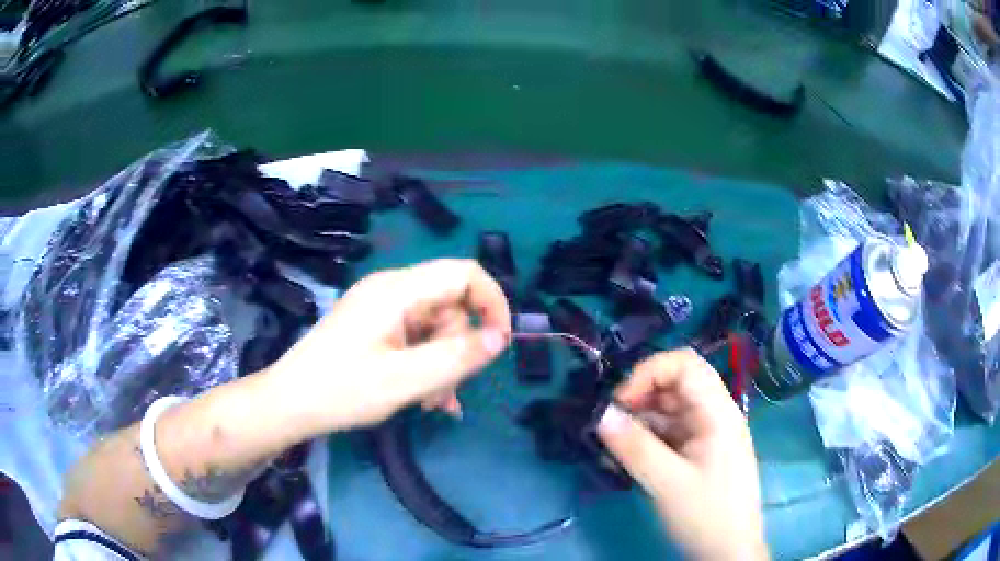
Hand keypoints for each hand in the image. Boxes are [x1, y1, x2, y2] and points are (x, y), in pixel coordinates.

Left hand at [266, 259, 511, 433]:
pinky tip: (426, 398)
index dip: (492, 302)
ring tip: (432, 403)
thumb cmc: (341, 391)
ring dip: (443, 364)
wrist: (290, 403)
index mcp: (397, 290)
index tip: (499, 344)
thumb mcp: (404, 380)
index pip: (464, 273)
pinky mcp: (375, 326)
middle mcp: (391, 290)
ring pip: (435, 327)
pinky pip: (416, 338)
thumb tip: (500, 338)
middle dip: (459, 348)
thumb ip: (456, 357)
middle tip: (449, 390)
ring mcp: (381, 308)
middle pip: (450, 305)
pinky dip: (427, 365)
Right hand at [598, 349, 766, 560]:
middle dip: (641, 396)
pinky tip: (628, 455)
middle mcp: (715, 415)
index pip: (685, 365)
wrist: (728, 553)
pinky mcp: (699, 453)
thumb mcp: (667, 483)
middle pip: (677, 385)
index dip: (649, 373)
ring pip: (670, 410)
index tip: (620, 402)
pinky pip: (670, 433)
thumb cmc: (706, 515)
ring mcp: (707, 435)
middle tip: (611, 423)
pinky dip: (647, 438)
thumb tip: (601, 414)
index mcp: (718, 412)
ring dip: (641, 419)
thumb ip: (634, 447)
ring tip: (614, 443)